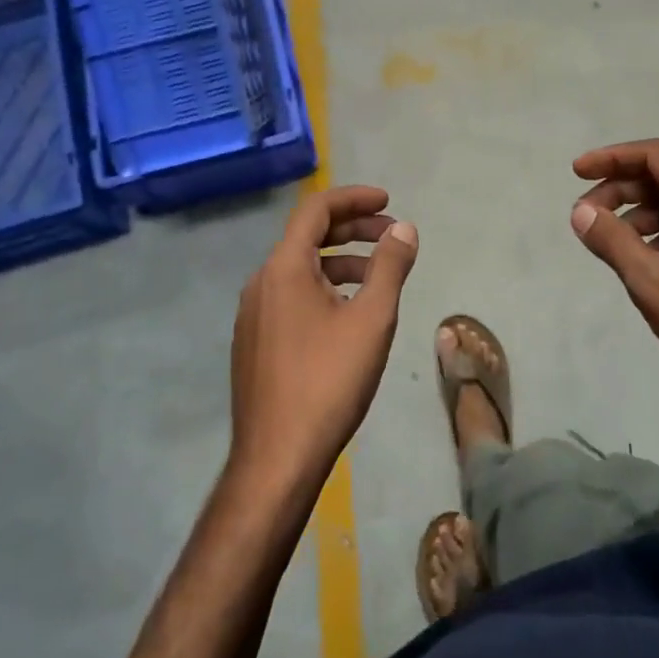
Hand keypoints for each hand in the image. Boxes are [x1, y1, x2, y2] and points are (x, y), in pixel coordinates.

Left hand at [228, 185, 419, 494]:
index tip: (388, 202)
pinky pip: (291, 296)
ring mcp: (254, 314)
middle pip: (307, 236)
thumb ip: (390, 267)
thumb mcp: (372, 320)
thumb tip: (404, 228)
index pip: (316, 210)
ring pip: (300, 269)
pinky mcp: (255, 341)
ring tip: (378, 276)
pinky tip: (348, 313)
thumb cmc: (328, 382)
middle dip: (353, 229)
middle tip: (393, 236)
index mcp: (283, 268)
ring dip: (341, 261)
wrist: (276, 459)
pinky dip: (324, 287)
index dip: (354, 198)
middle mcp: (261, 282)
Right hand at [570, 139, 658, 420]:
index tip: (577, 172)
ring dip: (643, 215)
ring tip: (613, 244)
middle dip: (623, 190)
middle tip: (587, 216)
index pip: (657, 156)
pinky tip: (648, 263)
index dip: (612, 158)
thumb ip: (612, 240)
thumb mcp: (653, 282)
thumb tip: (581, 212)